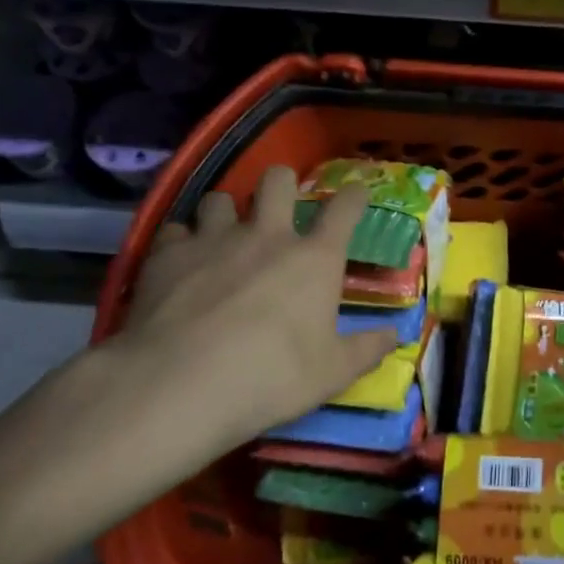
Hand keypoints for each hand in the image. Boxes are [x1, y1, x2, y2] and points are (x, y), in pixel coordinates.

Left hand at [48, 166, 396, 503]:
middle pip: (277, 180)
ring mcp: (213, 239)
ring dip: (227, 212)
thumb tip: (395, 335)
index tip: (357, 193)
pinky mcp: (167, 254)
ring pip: (220, 198)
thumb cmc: (271, 377)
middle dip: (283, 184)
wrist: (181, 383)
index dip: (354, 196)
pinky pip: (176, 230)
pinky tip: (180, 263)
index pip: (344, 210)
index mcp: (314, 259)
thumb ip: (366, 350)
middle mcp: (266, 236)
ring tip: (224, 235)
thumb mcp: (332, 374)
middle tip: (280, 205)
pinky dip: (182, 242)